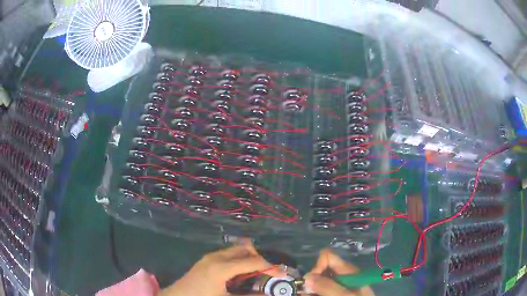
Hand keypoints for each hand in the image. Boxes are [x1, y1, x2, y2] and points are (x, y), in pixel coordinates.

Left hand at [158, 242, 281, 295]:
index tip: (282, 274)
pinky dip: (239, 261)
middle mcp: (216, 257)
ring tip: (255, 274)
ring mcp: (210, 257)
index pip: (253, 261)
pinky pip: (228, 255)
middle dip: (260, 259)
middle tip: (268, 273)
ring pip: (236, 250)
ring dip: (249, 259)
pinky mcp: (206, 260)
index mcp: (222, 268)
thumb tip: (268, 294)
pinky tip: (239, 275)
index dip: (271, 267)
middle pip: (245, 249)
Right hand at [304, 249, 374, 295]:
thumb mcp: (344, 295)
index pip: (328, 257)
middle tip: (306, 293)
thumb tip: (307, 277)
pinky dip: (312, 294)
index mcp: (348, 271)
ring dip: (309, 289)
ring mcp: (338, 286)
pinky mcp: (335, 293)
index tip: (313, 281)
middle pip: (320, 271)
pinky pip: (320, 291)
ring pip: (318, 282)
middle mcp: (341, 277)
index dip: (317, 267)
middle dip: (311, 281)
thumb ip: (327, 286)